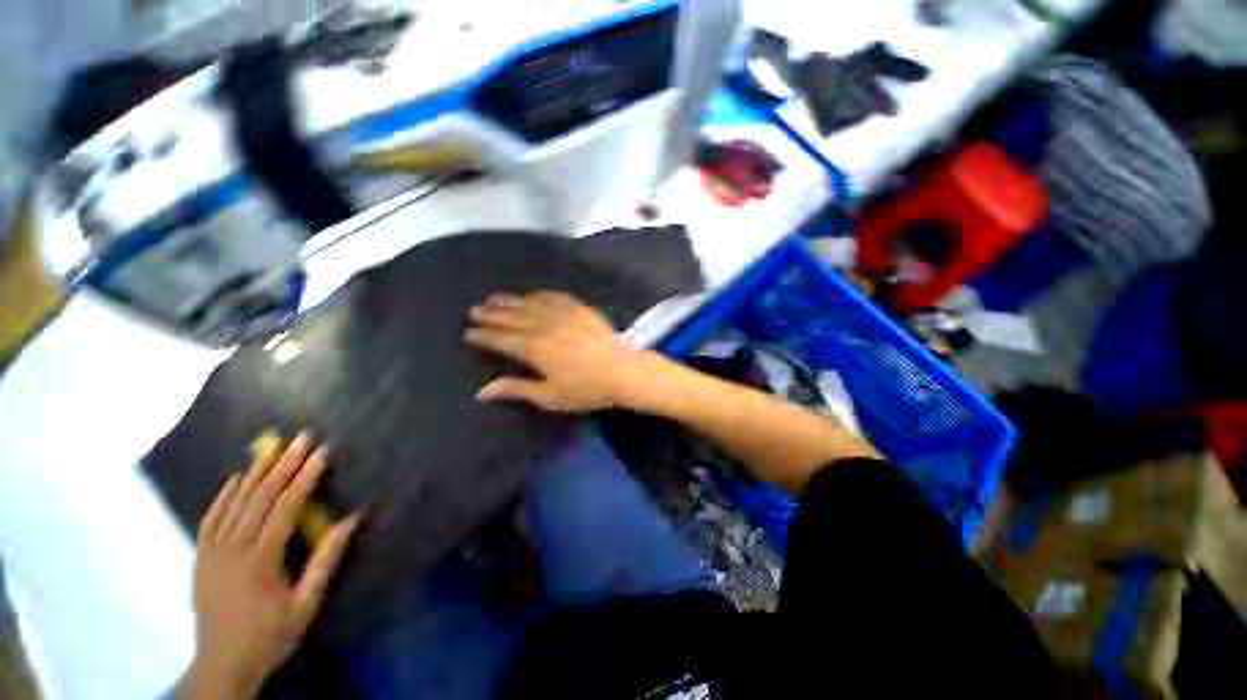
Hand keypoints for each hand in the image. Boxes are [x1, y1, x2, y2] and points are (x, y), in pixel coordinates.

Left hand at [178, 432, 361, 699]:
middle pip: (259, 498)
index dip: (304, 478)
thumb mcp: (306, 604)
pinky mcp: (199, 557)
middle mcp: (232, 550)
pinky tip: (236, 477)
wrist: (221, 665)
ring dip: (256, 471)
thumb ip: (326, 560)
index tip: (322, 453)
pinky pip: (210, 517)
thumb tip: (352, 519)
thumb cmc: (271, 635)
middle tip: (301, 437)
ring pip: (234, 502)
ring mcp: (211, 552)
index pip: (284, 508)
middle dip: (283, 464)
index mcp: (260, 561)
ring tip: (272, 445)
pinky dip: (224, 494)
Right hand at [465, 292, 654, 411]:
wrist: (623, 372)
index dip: (485, 335)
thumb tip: (482, 392)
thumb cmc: (587, 390)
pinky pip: (557, 298)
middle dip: (493, 314)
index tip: (469, 331)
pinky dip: (542, 295)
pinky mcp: (582, 311)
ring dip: (512, 301)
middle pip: (514, 318)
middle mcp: (547, 327)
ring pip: (532, 305)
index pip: (503, 340)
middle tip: (475, 310)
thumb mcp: (550, 396)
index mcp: (536, 349)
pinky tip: (534, 294)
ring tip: (496, 298)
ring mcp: (566, 316)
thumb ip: (517, 389)